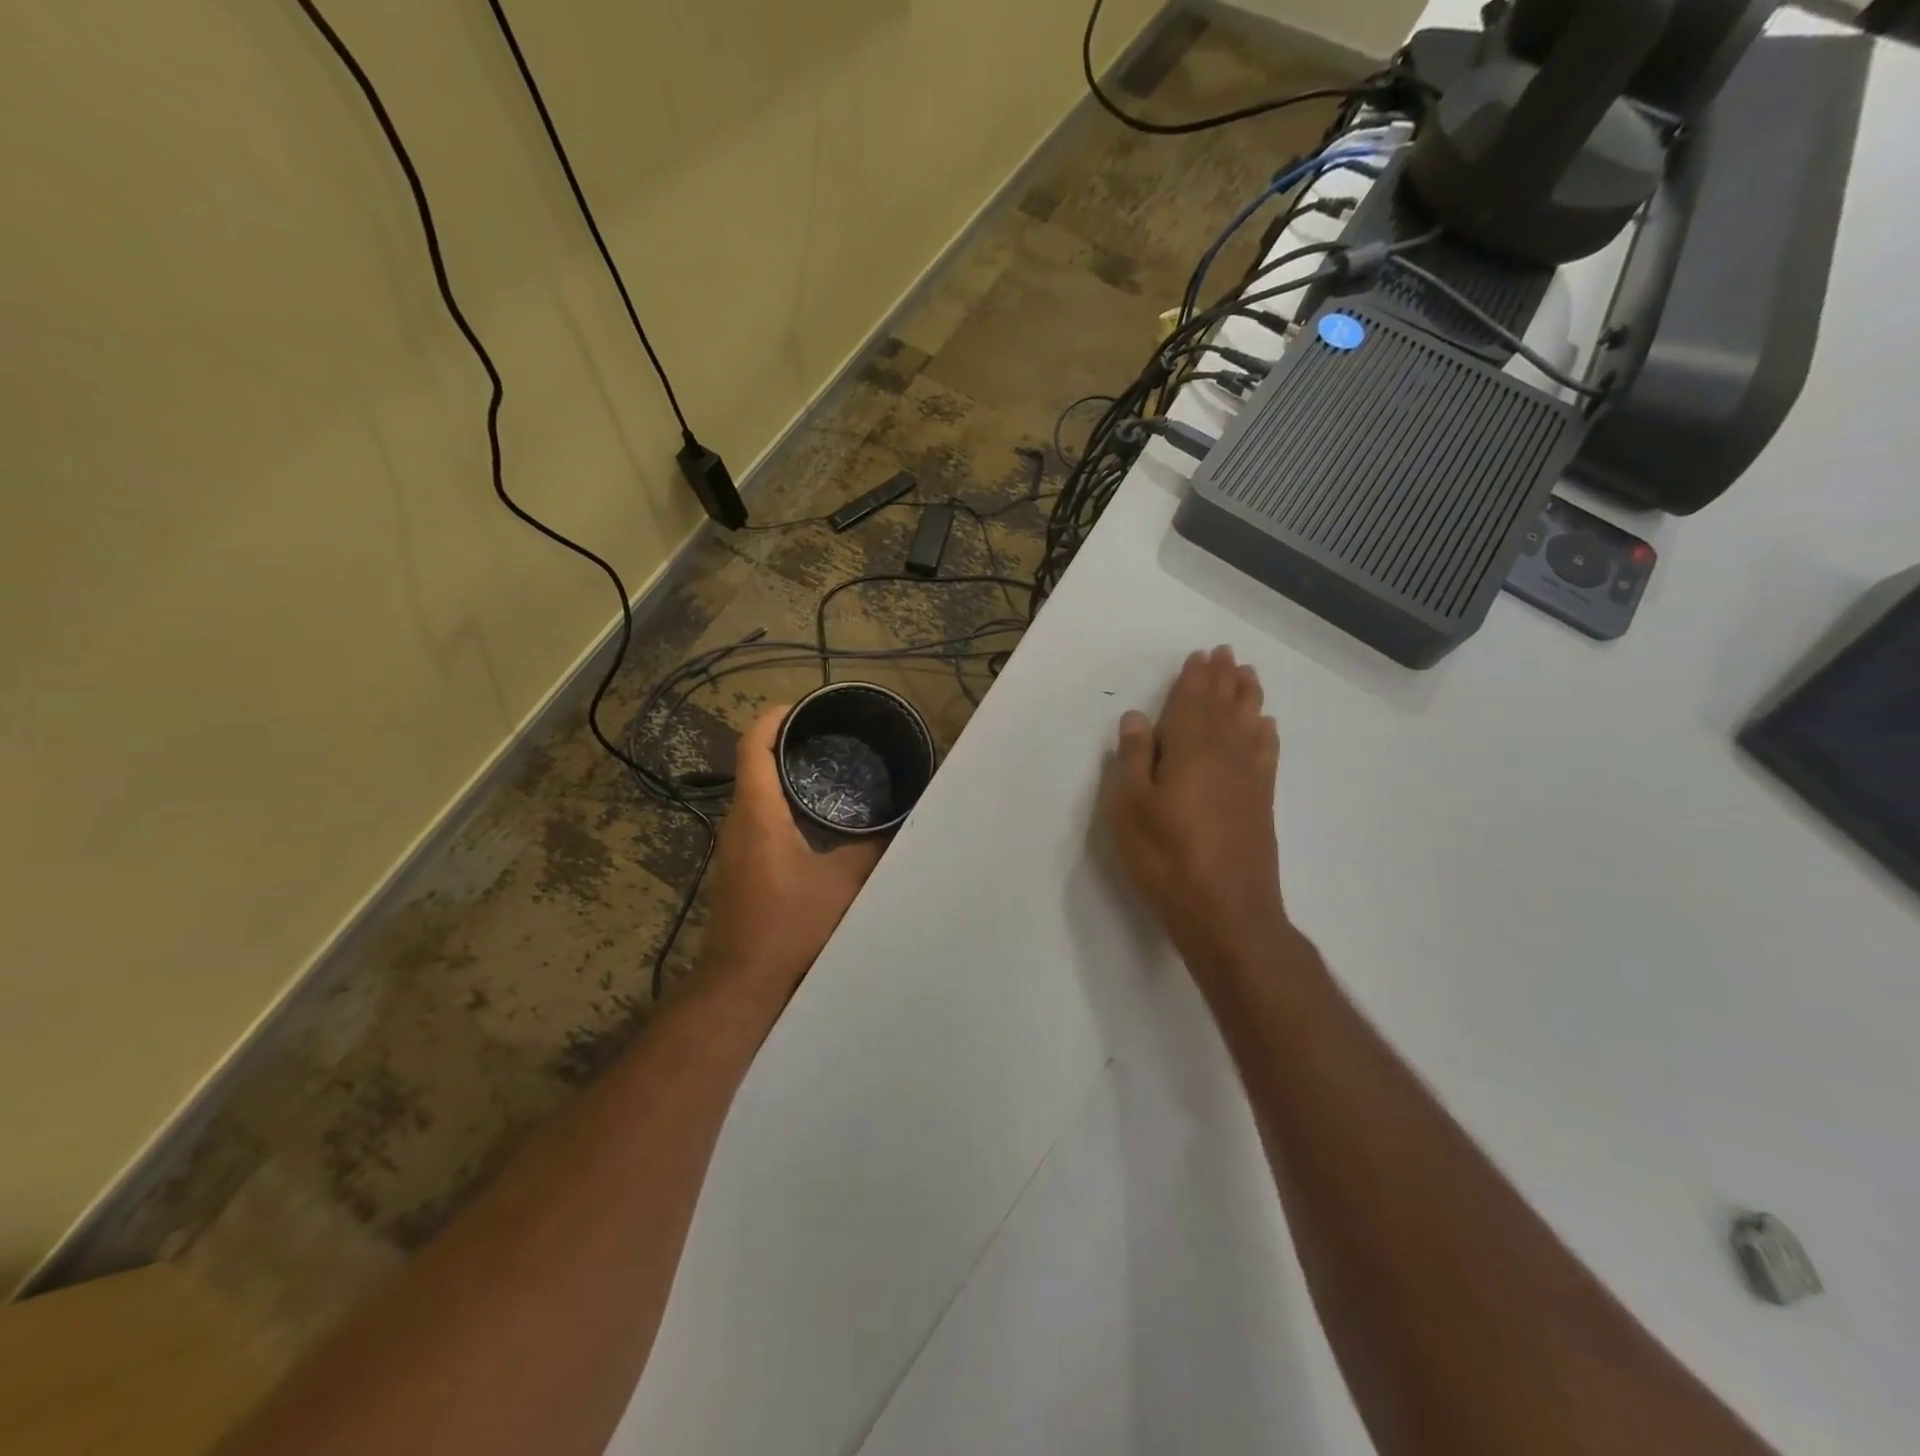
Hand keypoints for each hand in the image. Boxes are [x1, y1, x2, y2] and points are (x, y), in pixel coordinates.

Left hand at [699, 705, 884, 1002]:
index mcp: (758, 812)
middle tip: (833, 738)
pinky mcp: (740, 868)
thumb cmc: (790, 925)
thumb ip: (870, 849)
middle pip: (754, 764)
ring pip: (756, 793)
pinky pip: (759, 819)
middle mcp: (738, 822)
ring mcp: (734, 847)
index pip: (754, 745)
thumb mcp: (843, 883)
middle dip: (789, 743)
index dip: (775, 717)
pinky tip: (817, 821)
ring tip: (831, 771)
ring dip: (786, 776)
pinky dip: (784, 805)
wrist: (744, 983)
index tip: (806, 706)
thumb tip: (898, 824)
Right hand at [1102, 646, 1288, 977]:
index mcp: (1190, 749)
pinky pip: (1266, 753)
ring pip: (1249, 724)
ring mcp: (1249, 779)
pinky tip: (1266, 726)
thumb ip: (1132, 758)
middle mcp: (1225, 754)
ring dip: (1247, 697)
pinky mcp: (1261, 803)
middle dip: (1223, 678)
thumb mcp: (1129, 807)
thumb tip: (1137, 717)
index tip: (1200, 655)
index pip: (1192, 702)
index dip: (1194, 678)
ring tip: (1248, 675)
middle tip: (1226, 653)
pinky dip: (1265, 734)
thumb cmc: (1166, 857)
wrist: (1226, 912)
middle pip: (1224, 706)